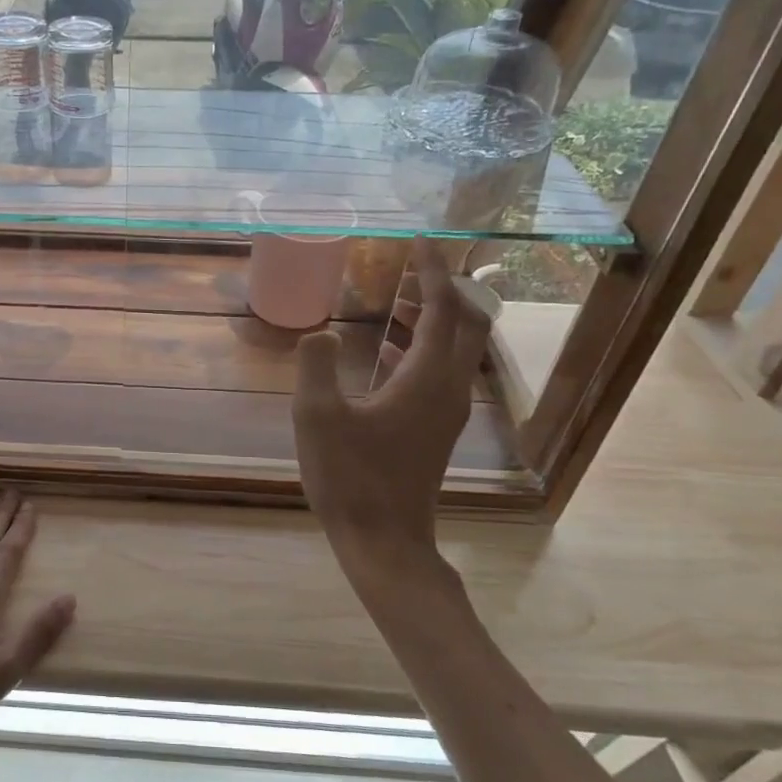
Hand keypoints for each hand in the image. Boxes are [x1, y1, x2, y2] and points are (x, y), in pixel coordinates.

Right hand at [292, 240, 489, 608]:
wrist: (384, 540)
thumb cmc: (349, 478)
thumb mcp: (317, 418)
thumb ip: (315, 366)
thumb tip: (320, 333)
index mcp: (427, 379)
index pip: (444, 309)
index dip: (434, 271)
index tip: (421, 241)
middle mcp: (448, 389)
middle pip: (467, 324)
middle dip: (444, 290)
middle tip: (412, 269)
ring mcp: (446, 411)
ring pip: (455, 349)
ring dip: (433, 318)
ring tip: (396, 303)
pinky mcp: (437, 429)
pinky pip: (441, 371)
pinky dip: (423, 347)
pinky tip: (387, 352)